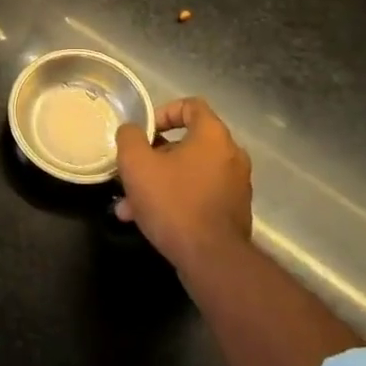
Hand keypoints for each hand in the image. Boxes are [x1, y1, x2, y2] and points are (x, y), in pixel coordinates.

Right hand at [114, 97, 251, 270]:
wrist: (212, 260)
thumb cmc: (173, 202)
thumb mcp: (137, 164)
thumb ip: (129, 137)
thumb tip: (131, 131)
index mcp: (213, 136)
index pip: (191, 106)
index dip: (163, 112)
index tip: (144, 132)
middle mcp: (231, 155)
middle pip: (187, 143)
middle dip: (154, 156)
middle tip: (131, 172)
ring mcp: (236, 186)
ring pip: (189, 173)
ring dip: (159, 182)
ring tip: (129, 205)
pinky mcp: (233, 212)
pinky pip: (199, 195)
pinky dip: (176, 200)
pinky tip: (148, 221)